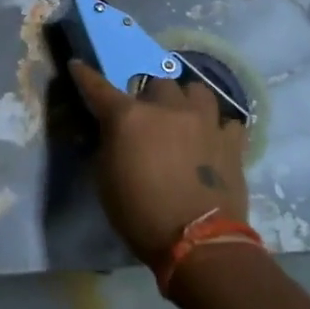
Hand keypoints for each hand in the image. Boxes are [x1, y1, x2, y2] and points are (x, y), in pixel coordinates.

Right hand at [70, 60, 249, 265]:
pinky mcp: (231, 141)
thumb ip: (108, 144)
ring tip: (184, 118)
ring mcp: (204, 120)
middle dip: (151, 97)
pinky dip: (218, 127)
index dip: (86, 76)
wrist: (198, 242)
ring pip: (196, 90)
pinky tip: (213, 140)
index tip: (78, 66)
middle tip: (148, 116)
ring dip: (186, 101)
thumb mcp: (105, 178)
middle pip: (157, 83)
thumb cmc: (140, 213)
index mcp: (129, 116)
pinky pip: (227, 121)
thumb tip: (112, 131)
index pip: (99, 87)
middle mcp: (167, 108)